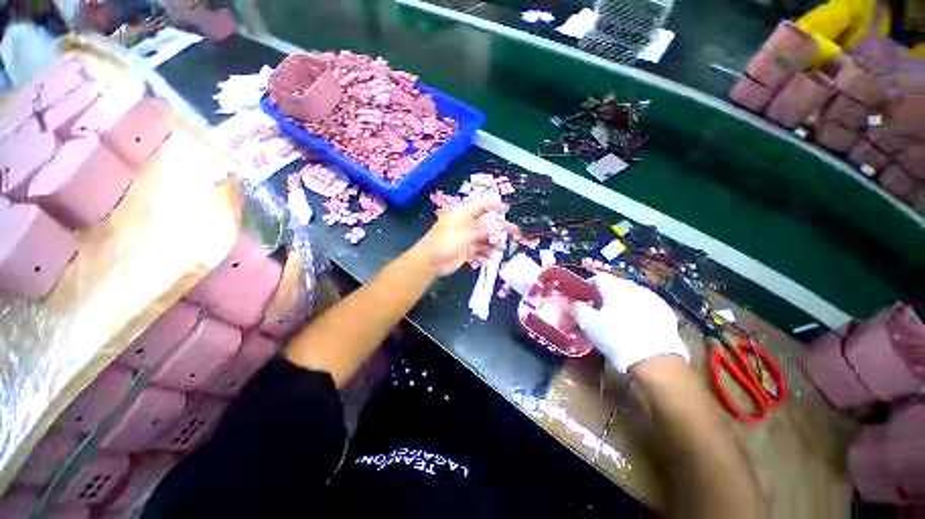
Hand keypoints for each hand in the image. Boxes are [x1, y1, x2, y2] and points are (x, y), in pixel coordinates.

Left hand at [414, 199, 516, 277]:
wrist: (430, 262)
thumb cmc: (444, 243)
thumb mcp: (464, 235)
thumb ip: (481, 232)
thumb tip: (494, 229)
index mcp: (463, 215)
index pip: (480, 206)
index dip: (493, 205)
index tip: (506, 209)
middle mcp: (466, 225)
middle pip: (486, 223)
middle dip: (499, 227)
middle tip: (514, 231)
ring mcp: (466, 239)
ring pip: (485, 238)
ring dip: (493, 242)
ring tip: (500, 248)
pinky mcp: (466, 251)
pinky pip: (480, 250)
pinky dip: (485, 253)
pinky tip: (490, 257)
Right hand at [572, 274, 688, 372]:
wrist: (656, 360)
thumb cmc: (615, 337)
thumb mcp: (587, 323)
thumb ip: (578, 308)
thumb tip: (575, 303)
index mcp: (614, 287)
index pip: (597, 278)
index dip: (588, 286)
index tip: (583, 297)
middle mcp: (634, 287)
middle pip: (616, 285)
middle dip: (606, 294)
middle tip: (598, 308)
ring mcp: (653, 299)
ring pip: (632, 295)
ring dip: (623, 302)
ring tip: (617, 317)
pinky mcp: (666, 313)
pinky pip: (647, 307)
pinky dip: (639, 312)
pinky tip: (635, 325)